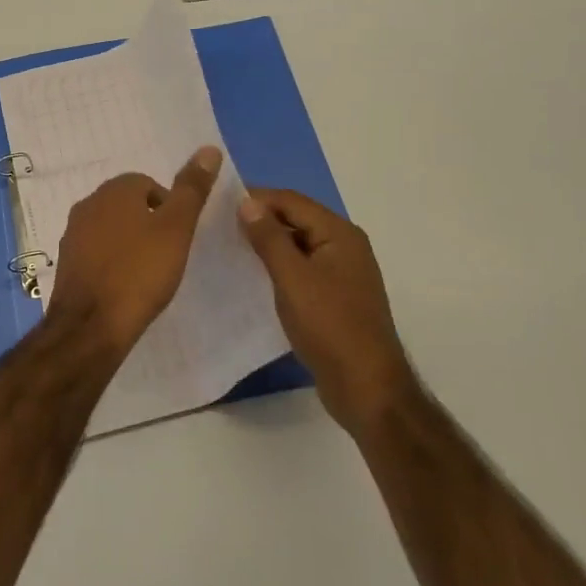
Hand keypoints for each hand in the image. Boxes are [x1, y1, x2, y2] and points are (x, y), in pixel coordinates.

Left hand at [48, 147, 221, 352]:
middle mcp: (88, 204)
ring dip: (129, 242)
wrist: (90, 326)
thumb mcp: (176, 228)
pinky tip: (124, 286)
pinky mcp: (66, 263)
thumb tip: (209, 149)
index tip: (179, 236)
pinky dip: (112, 262)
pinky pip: (97, 252)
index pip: (148, 184)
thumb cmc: (140, 272)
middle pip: (127, 204)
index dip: (169, 208)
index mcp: (114, 190)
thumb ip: (192, 189)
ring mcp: (72, 234)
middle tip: (168, 254)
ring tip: (148, 272)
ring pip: (111, 228)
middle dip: (149, 223)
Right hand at [239, 190, 416, 432]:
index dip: (257, 198)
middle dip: (261, 220)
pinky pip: (302, 269)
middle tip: (220, 226)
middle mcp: (345, 246)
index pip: (292, 201)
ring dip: (268, 244)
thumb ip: (269, 238)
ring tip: (231, 249)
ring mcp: (342, 273)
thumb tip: (247, 202)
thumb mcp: (293, 278)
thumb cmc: (329, 326)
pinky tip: (255, 277)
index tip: (219, 204)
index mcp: (339, 234)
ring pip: (298, 245)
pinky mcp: (335, 297)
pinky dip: (279, 267)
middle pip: (297, 219)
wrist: (366, 387)